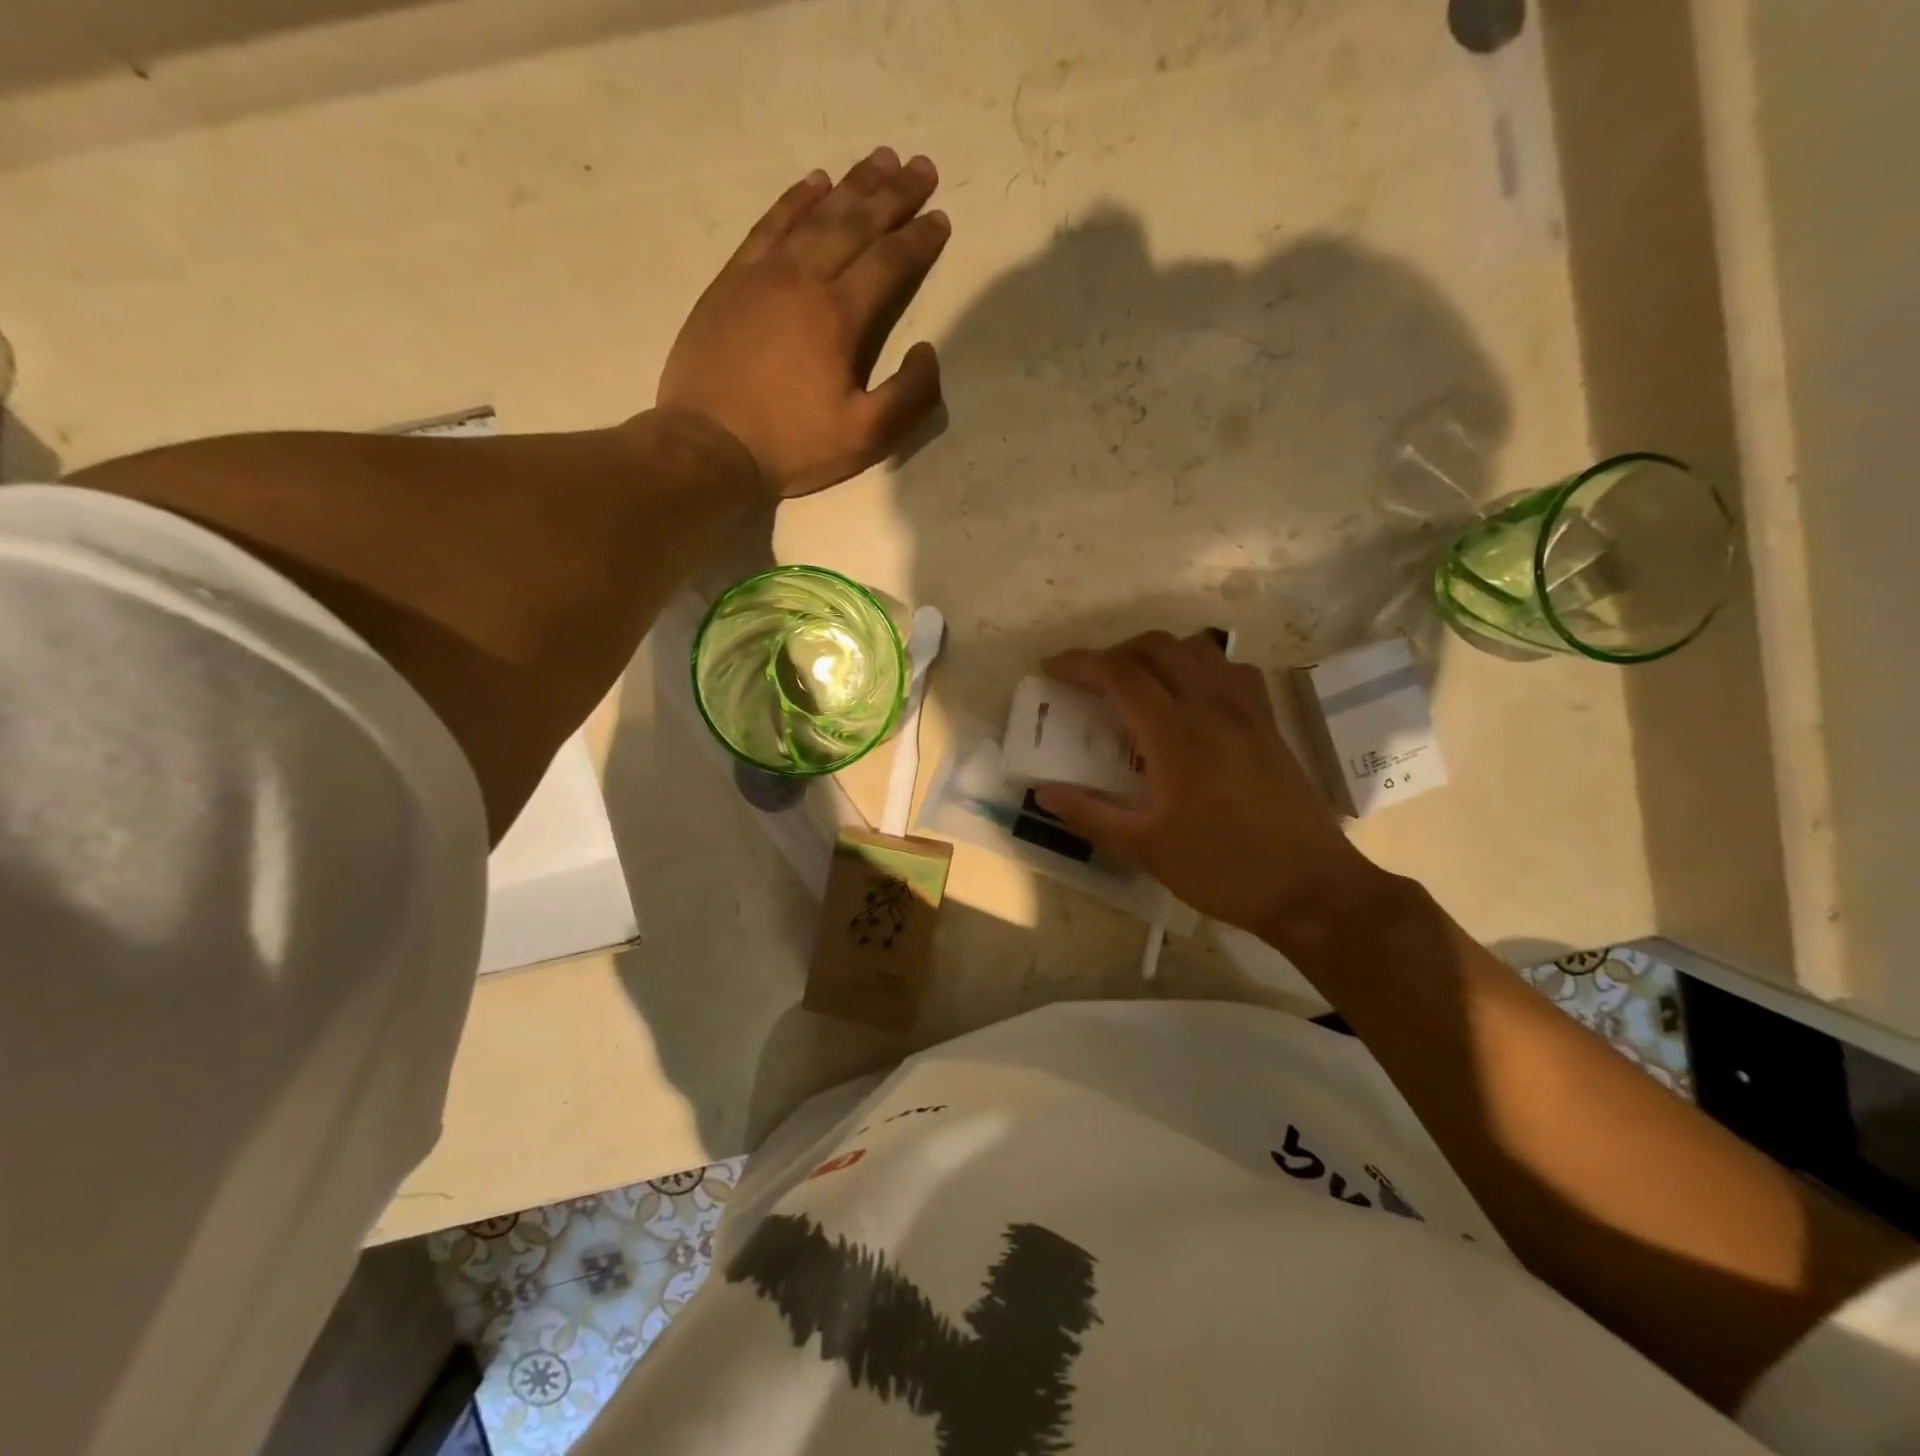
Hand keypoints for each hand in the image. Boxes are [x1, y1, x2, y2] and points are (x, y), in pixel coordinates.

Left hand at [655, 147, 950, 497]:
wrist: (709, 445)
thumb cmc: (791, 445)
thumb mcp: (865, 438)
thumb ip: (909, 396)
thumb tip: (928, 350)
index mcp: (840, 317)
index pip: (889, 263)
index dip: (919, 240)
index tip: (941, 219)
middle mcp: (804, 279)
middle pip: (856, 224)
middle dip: (894, 195)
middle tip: (922, 167)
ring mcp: (763, 274)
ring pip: (815, 214)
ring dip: (852, 184)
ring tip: (880, 159)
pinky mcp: (732, 280)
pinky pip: (769, 224)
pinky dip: (795, 199)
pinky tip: (815, 183)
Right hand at [1034, 632, 1387, 935]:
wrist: (1311, 889)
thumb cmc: (1223, 870)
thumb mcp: (1146, 850)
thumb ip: (1091, 814)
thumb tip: (1044, 792)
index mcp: (1177, 735)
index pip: (1120, 674)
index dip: (1079, 663)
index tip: (1051, 668)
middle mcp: (1213, 707)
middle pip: (1158, 647)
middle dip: (1114, 652)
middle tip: (1090, 681)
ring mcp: (1247, 711)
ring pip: (1198, 649)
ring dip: (1157, 653)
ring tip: (1135, 684)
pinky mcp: (1269, 723)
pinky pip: (1231, 670)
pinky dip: (1200, 665)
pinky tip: (1191, 697)